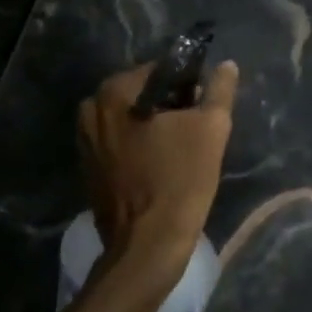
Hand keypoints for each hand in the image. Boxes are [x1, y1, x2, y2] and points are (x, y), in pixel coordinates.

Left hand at [77, 60, 238, 284]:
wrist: (147, 246)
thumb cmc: (180, 181)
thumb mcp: (211, 129)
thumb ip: (219, 90)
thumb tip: (227, 65)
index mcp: (114, 91)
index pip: (161, 71)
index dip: (188, 85)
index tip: (204, 108)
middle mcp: (91, 108)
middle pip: (142, 94)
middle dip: (170, 106)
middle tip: (196, 129)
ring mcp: (84, 139)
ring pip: (130, 118)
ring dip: (154, 126)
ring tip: (180, 149)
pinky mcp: (87, 166)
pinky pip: (119, 141)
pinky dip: (139, 145)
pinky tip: (160, 164)